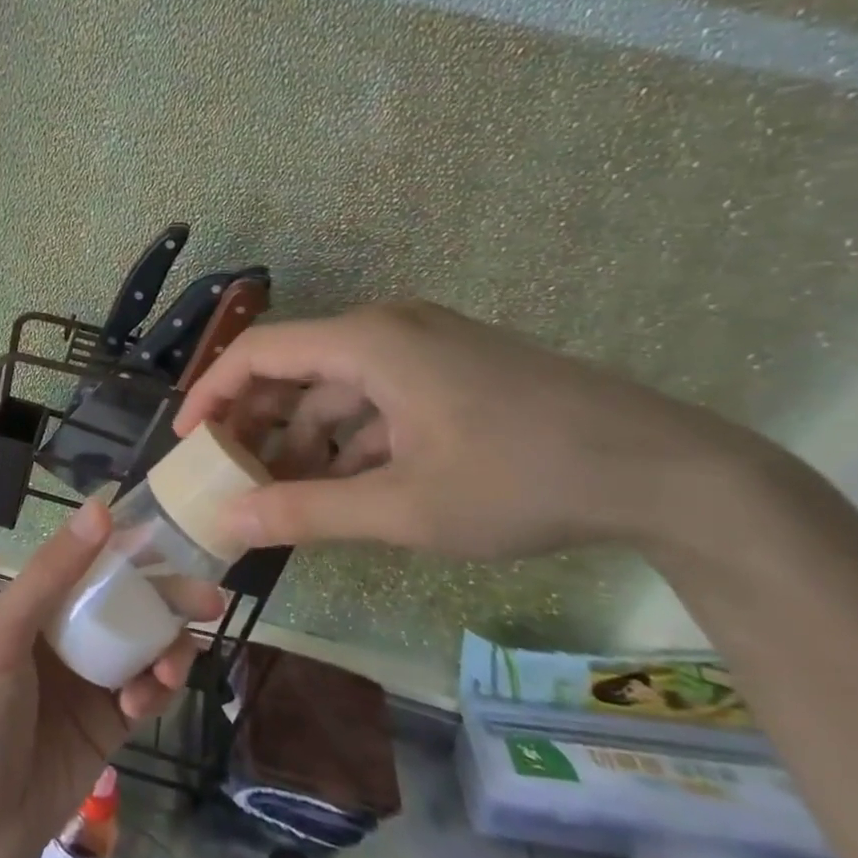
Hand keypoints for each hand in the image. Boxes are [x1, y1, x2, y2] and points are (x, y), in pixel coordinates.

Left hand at [0, 503, 218, 857]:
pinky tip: (143, 704)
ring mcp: (89, 683)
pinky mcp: (106, 728)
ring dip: (167, 650)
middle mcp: (66, 637)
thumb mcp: (3, 635)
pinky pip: (146, 696)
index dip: (135, 552)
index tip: (178, 545)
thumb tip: (101, 509)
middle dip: (169, 600)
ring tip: (170, 670)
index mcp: (37, 606)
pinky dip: (156, 692)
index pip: (94, 564)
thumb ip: (51, 574)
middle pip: (129, 605)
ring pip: (145, 649)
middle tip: (210, 602)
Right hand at [175, 300, 738, 559]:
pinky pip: (376, 399)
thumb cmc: (523, 481)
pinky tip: (346, 488)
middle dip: (256, 422)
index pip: (259, 352)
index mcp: (370, 343)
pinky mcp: (452, 372)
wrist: (671, 474)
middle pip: (294, 367)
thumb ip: (306, 514)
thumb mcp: (403, 508)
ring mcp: (426, 349)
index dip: (212, 394)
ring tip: (284, 495)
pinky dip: (349, 440)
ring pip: (336, 389)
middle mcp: (390, 331)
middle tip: (230, 475)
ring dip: (304, 438)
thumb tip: (225, 526)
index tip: (186, 442)